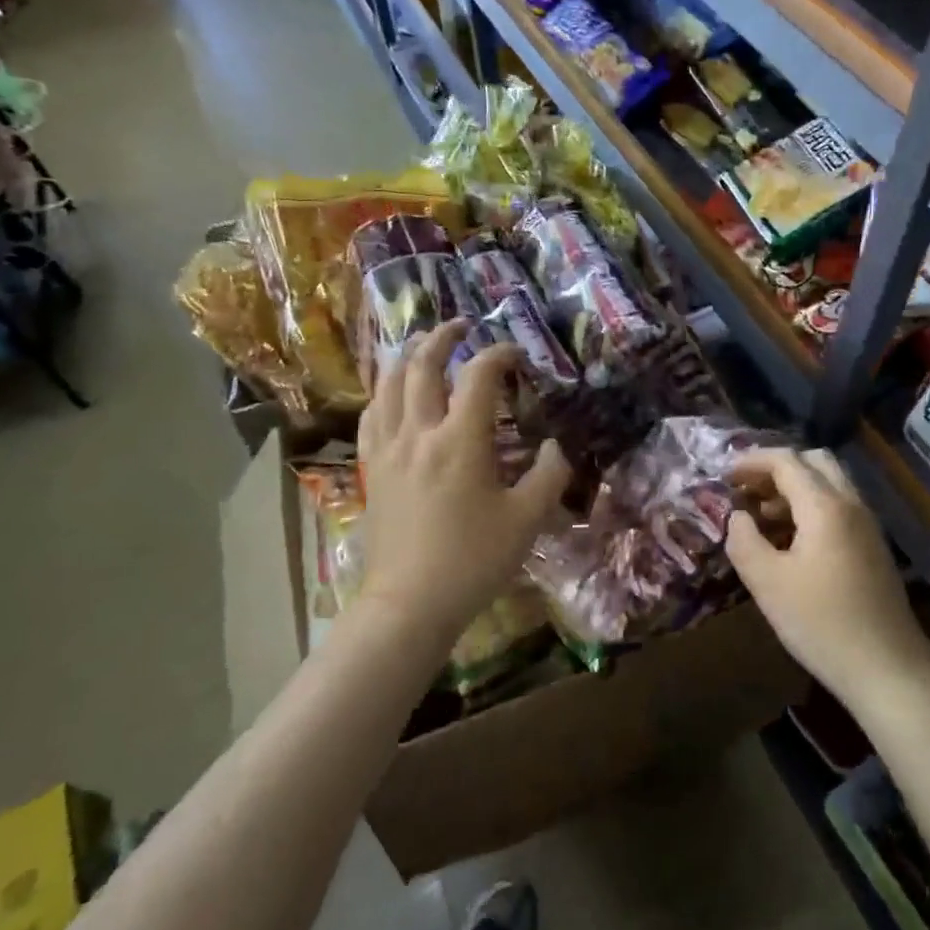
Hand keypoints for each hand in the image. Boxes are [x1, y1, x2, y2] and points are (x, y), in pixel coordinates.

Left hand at [357, 321, 570, 642]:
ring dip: (408, 357)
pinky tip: (392, 393)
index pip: (478, 376)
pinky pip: (371, 415)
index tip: (515, 353)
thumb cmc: (472, 561)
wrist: (409, 604)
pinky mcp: (373, 469)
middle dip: (443, 337)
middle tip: (461, 325)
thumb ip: (550, 475)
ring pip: (389, 384)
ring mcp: (389, 450)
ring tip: (423, 345)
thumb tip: (558, 446)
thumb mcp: (527, 520)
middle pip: (423, 366)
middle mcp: (419, 433)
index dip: (499, 355)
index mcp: (460, 440)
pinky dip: (384, 392)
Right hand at [727, 447, 929, 710]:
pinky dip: (811, 508)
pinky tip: (790, 542)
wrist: (888, 670)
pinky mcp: (873, 547)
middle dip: (777, 469)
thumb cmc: (822, 624)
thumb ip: (744, 541)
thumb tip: (737, 516)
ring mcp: (867, 526)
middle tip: (747, 491)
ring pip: (830, 484)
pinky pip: (839, 508)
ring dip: (794, 489)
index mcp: (825, 506)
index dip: (752, 461)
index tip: (724, 476)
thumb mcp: (767, 584)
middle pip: (814, 462)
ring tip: (761, 518)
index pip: (786, 461)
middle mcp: (851, 505)